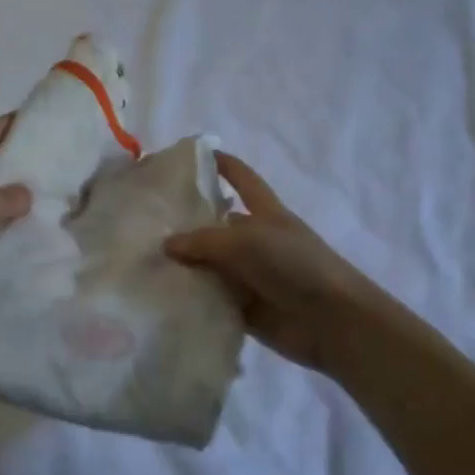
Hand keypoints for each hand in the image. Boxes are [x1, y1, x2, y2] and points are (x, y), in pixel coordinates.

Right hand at [164, 154, 393, 374]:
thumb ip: (204, 241)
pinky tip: (159, 297)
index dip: (222, 164)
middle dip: (185, 223)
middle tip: (144, 223)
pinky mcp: (244, 308)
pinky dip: (191, 298)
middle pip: (216, 225)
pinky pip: (211, 299)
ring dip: (183, 265)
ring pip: (209, 265)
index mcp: (266, 213)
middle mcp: (256, 241)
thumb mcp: (247, 241)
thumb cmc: (295, 265)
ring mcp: (250, 276)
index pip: (243, 178)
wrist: (333, 321)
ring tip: (141, 261)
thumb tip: (167, 245)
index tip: (192, 153)